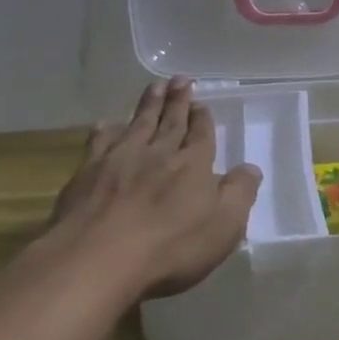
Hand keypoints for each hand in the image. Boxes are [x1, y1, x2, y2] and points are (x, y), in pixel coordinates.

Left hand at [48, 78, 261, 297]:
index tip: (202, 103)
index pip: (201, 135)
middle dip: (178, 100)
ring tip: (155, 86)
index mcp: (193, 165)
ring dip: (148, 104)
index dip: (202, 119)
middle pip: (171, 122)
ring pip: (138, 124)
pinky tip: (107, 124)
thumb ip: (240, 193)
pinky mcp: (87, 174)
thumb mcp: (224, 226)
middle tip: (180, 80)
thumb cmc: (170, 247)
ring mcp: (120, 160)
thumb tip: (251, 168)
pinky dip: (106, 130)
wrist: (96, 259)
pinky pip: (99, 142)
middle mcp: (158, 153)